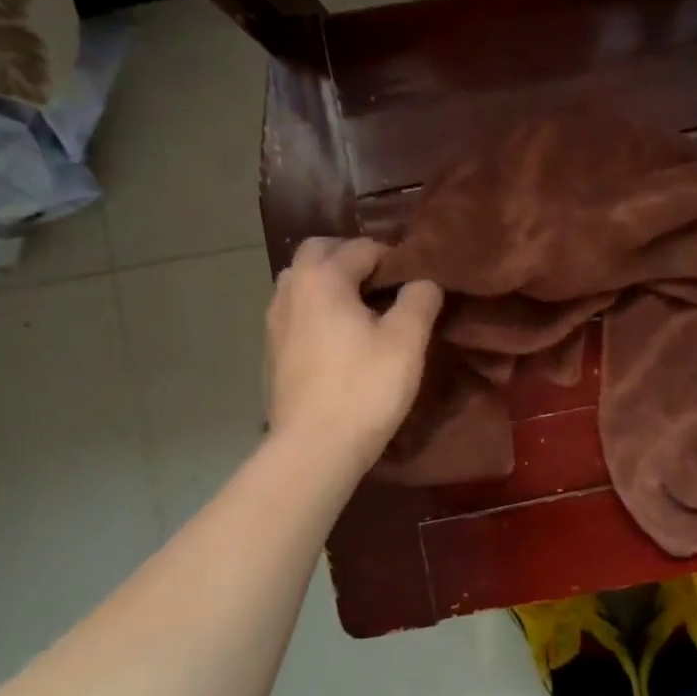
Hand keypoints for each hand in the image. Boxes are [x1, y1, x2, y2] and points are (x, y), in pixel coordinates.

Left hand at [266, 238, 441, 464]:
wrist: (314, 447)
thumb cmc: (365, 387)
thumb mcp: (407, 340)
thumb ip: (420, 299)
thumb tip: (424, 281)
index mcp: (323, 278)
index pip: (362, 247)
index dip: (394, 258)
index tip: (416, 281)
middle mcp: (291, 290)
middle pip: (318, 252)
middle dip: (350, 257)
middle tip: (384, 283)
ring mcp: (275, 322)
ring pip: (302, 282)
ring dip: (330, 283)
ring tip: (361, 309)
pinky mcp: (272, 351)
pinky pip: (295, 312)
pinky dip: (316, 310)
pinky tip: (339, 339)